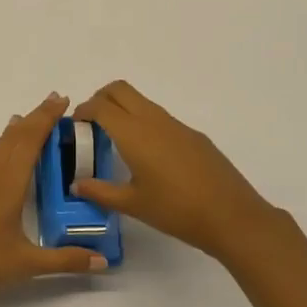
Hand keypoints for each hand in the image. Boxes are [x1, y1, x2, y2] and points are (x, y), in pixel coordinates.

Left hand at [0, 93, 107, 306]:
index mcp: (10, 183)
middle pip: (15, 138)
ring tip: (21, 117)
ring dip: (11, 131)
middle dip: (35, 118)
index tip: (62, 101)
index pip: (32, 141)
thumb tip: (103, 262)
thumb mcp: (27, 264)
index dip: (47, 119)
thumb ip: (66, 260)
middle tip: (53, 101)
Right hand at [72, 81, 280, 259]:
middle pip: (120, 89)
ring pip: (141, 101)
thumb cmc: (176, 210)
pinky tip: (149, 156)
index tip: (74, 125)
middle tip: (91, 124)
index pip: (100, 106)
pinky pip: (160, 117)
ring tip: (116, 141)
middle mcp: (153, 120)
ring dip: (123, 109)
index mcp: (134, 133)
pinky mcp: (194, 135)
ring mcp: (177, 125)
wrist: (232, 216)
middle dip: (100, 98)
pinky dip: (143, 122)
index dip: (82, 110)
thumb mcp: (132, 204)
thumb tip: (76, 184)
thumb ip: (100, 191)